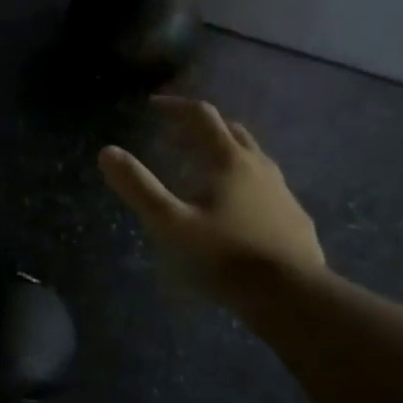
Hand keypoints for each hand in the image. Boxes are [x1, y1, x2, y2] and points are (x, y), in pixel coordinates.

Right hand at [98, 97, 325, 295]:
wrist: (293, 296)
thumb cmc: (226, 257)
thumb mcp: (172, 225)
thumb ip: (139, 188)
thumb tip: (107, 152)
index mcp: (229, 161)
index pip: (201, 117)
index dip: (175, 106)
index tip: (153, 105)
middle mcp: (260, 166)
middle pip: (231, 131)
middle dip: (202, 127)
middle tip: (176, 137)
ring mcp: (282, 192)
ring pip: (253, 158)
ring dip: (226, 153)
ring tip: (204, 171)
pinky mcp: (295, 218)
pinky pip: (267, 187)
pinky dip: (244, 183)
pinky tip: (237, 209)